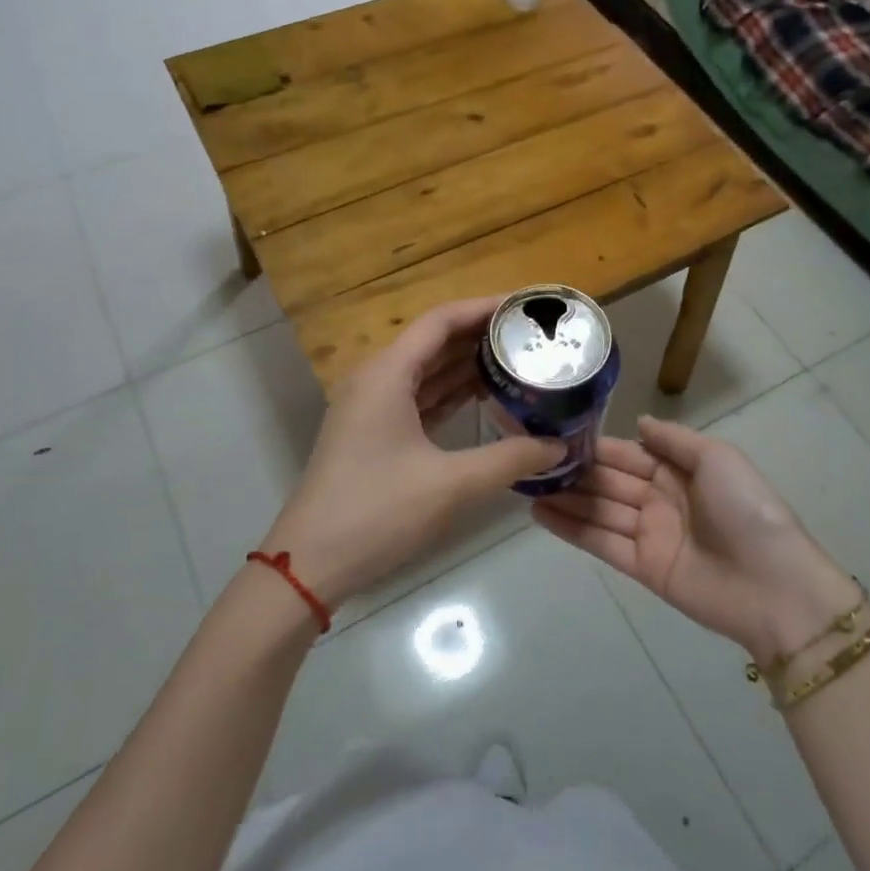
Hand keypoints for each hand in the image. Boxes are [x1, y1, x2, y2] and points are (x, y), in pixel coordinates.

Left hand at [261, 296, 562, 608]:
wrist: (311, 563)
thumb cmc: (377, 512)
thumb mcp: (451, 484)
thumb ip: (510, 459)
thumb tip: (559, 446)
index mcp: (387, 374)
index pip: (441, 321)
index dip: (484, 308)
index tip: (525, 307)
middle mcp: (377, 380)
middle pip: (434, 342)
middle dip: (481, 335)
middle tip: (531, 336)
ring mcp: (372, 407)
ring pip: (426, 371)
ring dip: (467, 365)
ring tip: (518, 361)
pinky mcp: (374, 433)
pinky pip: (419, 398)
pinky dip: (451, 394)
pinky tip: (485, 398)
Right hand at [533, 416, 861, 663]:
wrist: (773, 585)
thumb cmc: (746, 510)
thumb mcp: (717, 458)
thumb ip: (674, 439)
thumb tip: (638, 421)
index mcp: (679, 470)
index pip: (628, 453)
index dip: (596, 446)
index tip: (558, 434)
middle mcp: (660, 498)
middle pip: (609, 481)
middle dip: (574, 472)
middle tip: (530, 460)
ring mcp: (649, 534)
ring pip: (599, 510)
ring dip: (565, 499)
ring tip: (525, 485)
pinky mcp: (642, 567)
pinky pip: (601, 543)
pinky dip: (571, 529)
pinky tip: (540, 514)